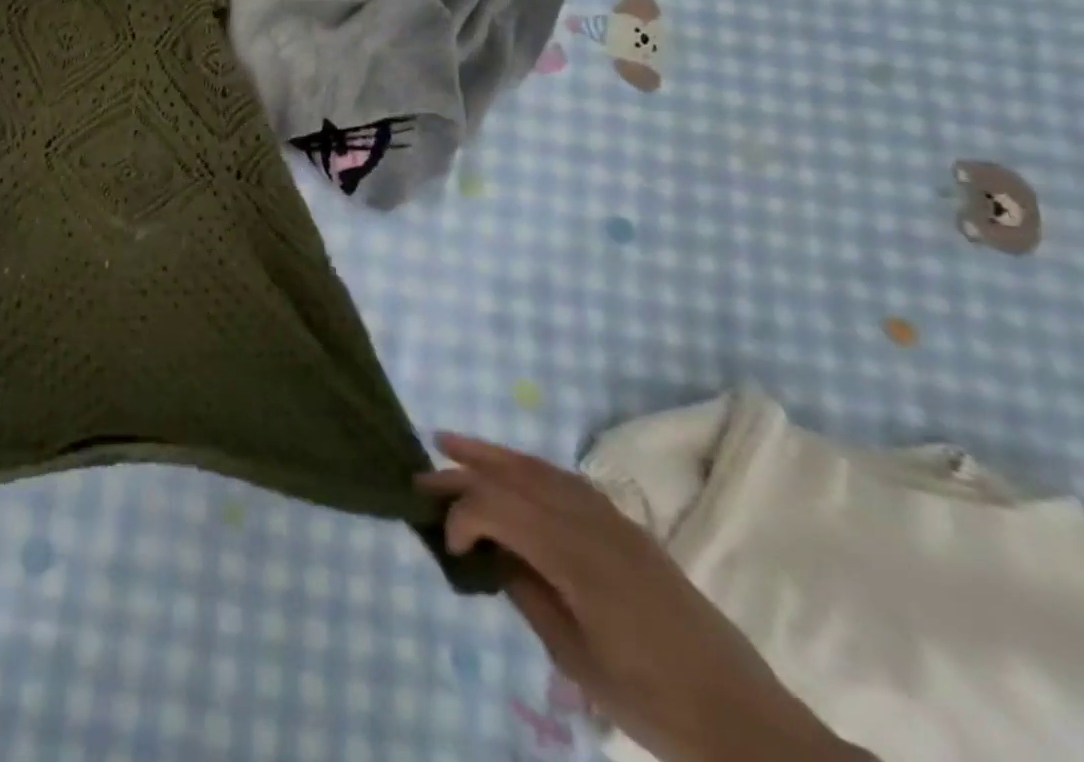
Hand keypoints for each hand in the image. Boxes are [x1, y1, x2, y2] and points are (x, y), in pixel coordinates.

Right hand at [420, 434, 874, 761]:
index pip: (496, 506)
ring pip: (538, 468)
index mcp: (574, 556)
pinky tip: (514, 473)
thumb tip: (494, 556)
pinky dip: (528, 468)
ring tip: (453, 445)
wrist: (750, 725)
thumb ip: (528, 595)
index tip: (447, 547)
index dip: (460, 516)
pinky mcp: (629, 529)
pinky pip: (565, 480)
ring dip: (492, 455)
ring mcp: (613, 520)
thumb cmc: (656, 702)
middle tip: (420, 474)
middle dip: (462, 471)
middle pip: (512, 476)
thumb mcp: (577, 660)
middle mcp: (590, 522)